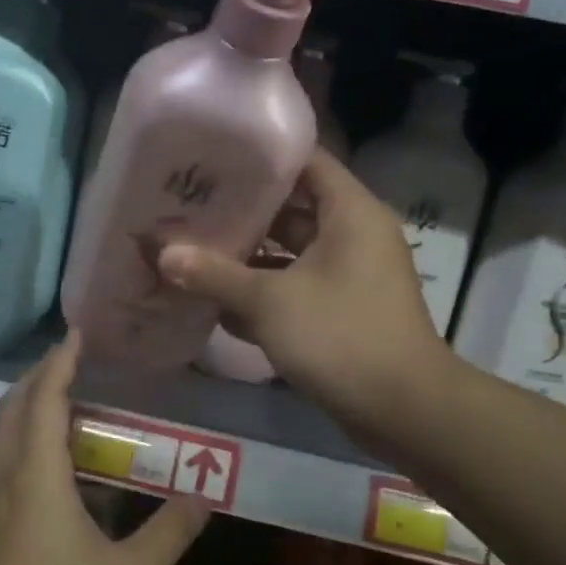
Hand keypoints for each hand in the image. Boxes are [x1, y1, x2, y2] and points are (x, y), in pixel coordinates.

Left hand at [0, 333, 208, 564]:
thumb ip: (169, 533)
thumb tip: (203, 496)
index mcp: (36, 477)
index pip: (43, 399)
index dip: (60, 362)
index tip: (78, 334)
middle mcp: (3, 478)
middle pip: (12, 408)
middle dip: (39, 377)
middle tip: (74, 362)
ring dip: (25, 407)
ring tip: (62, 402)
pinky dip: (19, 438)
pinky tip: (44, 462)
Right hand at [158, 150, 454, 453]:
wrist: (403, 410)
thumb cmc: (340, 336)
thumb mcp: (270, 302)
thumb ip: (214, 274)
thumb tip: (162, 254)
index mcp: (350, 212)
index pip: (306, 160)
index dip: (261, 154)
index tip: (214, 154)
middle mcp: (353, 234)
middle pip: (292, 207)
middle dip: (243, 209)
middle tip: (190, 202)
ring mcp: (348, 274)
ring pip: (290, 250)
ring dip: (248, 253)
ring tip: (193, 245)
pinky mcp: (341, 308)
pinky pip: (296, 285)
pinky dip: (263, 289)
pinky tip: (217, 296)